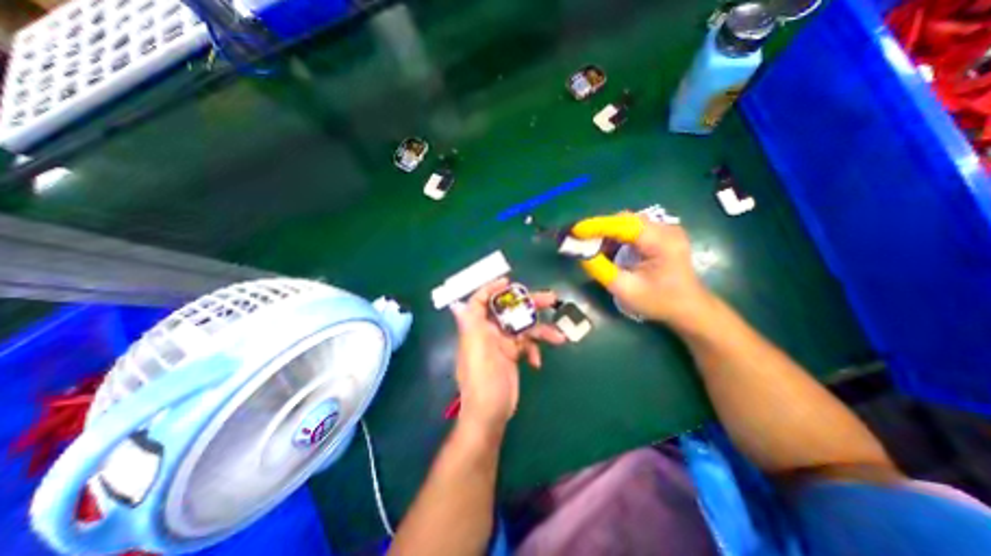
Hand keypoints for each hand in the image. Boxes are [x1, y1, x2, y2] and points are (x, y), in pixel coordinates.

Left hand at [451, 278, 565, 433]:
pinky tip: (537, 362)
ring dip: (541, 330)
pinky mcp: (513, 355)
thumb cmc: (482, 379)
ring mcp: (502, 344)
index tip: (510, 283)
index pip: (481, 301)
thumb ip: (469, 325)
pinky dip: (534, 350)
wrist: (491, 413)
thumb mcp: (475, 349)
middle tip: (551, 298)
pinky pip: (527, 345)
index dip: (492, 289)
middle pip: (509, 311)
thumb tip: (456, 304)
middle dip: (529, 305)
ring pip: (523, 328)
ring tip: (559, 337)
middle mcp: (489, 332)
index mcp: (477, 327)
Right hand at [573, 210, 712, 324]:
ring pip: (627, 223)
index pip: (623, 225)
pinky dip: (616, 237)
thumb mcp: (626, 290)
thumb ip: (601, 270)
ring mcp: (665, 230)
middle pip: (624, 220)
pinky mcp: (661, 235)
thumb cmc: (660, 302)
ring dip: (607, 233)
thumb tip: (581, 254)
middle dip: (600, 229)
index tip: (574, 230)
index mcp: (661, 242)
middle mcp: (665, 229)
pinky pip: (633, 230)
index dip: (596, 225)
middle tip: (580, 241)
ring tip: (590, 246)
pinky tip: (607, 249)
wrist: (690, 308)